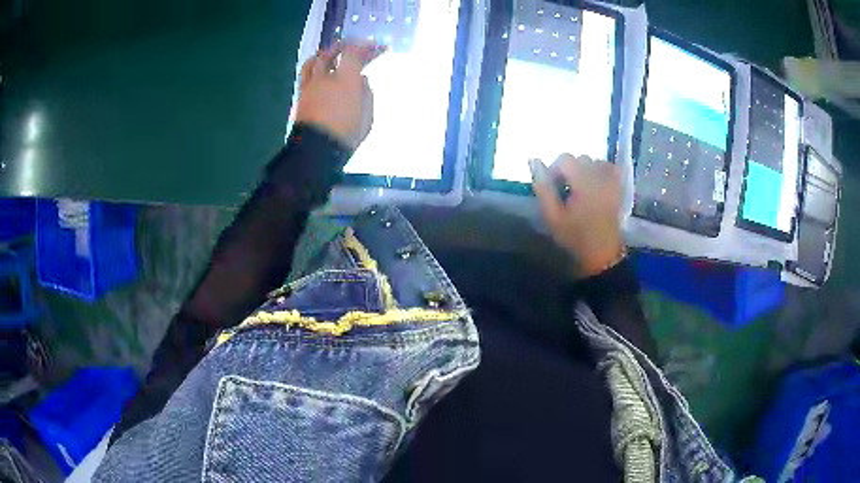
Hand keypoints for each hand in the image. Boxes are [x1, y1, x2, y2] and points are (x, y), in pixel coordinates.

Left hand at [294, 42, 384, 148]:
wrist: (316, 152)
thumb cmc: (346, 135)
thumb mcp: (367, 116)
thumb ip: (366, 94)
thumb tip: (362, 80)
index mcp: (345, 80)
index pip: (354, 53)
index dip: (366, 46)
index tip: (377, 47)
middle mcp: (325, 78)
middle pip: (331, 52)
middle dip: (345, 45)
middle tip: (355, 46)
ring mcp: (309, 86)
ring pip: (313, 61)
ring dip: (325, 54)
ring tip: (332, 55)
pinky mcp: (301, 97)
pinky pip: (306, 75)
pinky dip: (315, 69)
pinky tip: (321, 73)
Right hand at [530, 154, 624, 277]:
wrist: (602, 254)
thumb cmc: (575, 237)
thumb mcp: (552, 216)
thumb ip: (543, 187)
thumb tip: (534, 161)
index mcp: (584, 181)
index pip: (565, 159)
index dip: (554, 170)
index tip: (552, 188)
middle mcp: (600, 175)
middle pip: (580, 159)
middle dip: (569, 170)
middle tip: (564, 191)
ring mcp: (612, 180)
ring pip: (594, 161)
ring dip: (584, 170)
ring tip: (579, 189)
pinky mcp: (619, 187)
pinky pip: (609, 168)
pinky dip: (600, 170)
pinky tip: (595, 183)